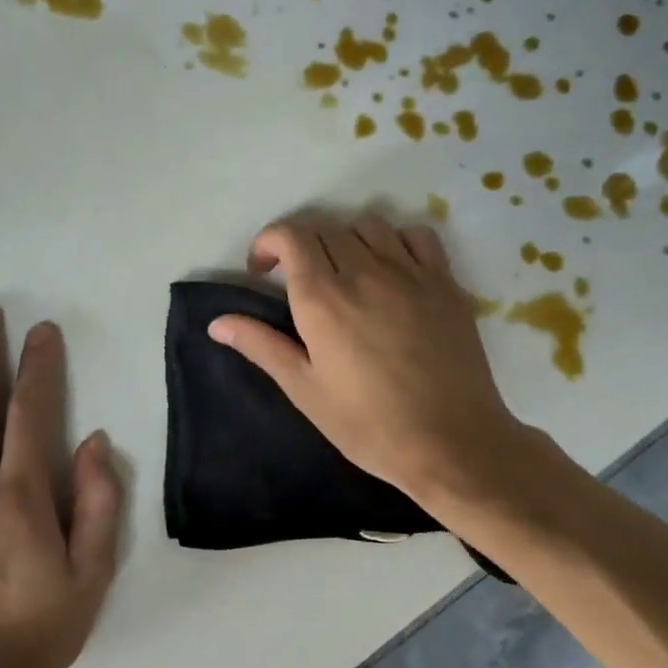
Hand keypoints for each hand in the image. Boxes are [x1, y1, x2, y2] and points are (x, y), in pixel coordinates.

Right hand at [208, 212, 541, 512]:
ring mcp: (410, 273)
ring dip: (346, 239)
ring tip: (345, 273)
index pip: (290, 236)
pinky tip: (392, 270)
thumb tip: (216, 322)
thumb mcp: (304, 389)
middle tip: (298, 280)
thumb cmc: (367, 424)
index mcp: (323, 298)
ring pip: (369, 225)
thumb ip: (261, 346)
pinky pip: (417, 236)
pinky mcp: (445, 282)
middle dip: (302, 244)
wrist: (450, 442)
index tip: (263, 271)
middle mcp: (364, 272)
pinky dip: (396, 241)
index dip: (269, 242)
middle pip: (325, 228)